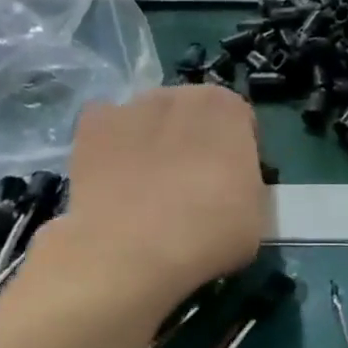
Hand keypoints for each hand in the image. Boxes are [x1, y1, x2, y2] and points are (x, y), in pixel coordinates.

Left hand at [57, 85, 269, 312]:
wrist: (128, 252)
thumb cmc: (206, 235)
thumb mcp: (257, 217)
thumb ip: (248, 186)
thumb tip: (230, 188)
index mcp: (227, 110)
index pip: (240, 121)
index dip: (237, 152)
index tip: (232, 183)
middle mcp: (180, 95)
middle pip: (193, 114)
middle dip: (194, 141)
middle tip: (191, 187)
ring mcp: (130, 106)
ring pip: (149, 121)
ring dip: (153, 143)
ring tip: (147, 191)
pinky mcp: (90, 125)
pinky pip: (109, 131)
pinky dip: (113, 149)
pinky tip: (115, 183)